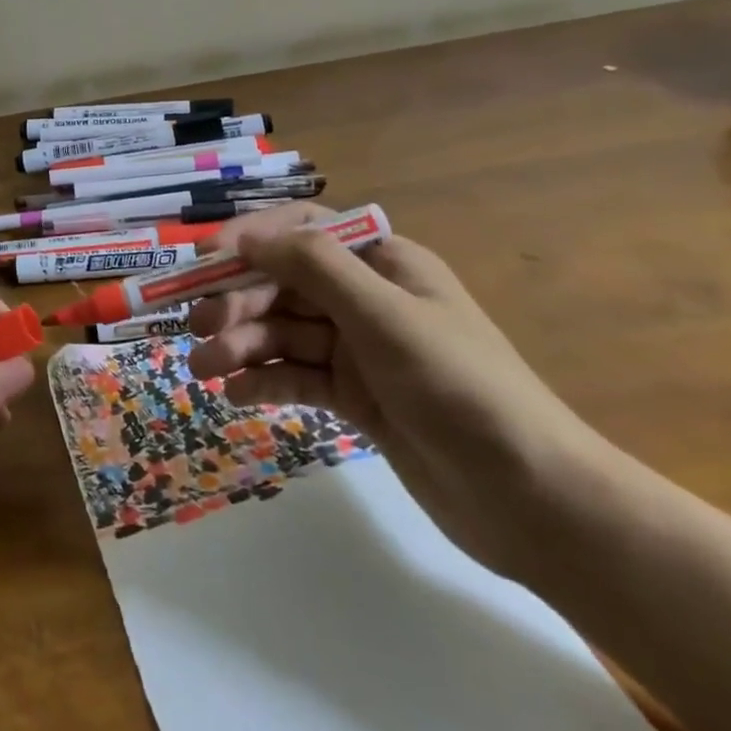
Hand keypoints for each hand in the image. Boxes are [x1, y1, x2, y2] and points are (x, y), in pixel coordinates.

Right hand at [187, 204, 608, 575]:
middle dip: (239, 303)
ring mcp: (360, 350)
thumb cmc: (460, 388)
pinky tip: (236, 394)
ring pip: (284, 333)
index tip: (204, 260)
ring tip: (204, 370)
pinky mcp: (355, 397)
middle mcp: (367, 299)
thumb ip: (314, 267)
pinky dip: (264, 380)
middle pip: (285, 284)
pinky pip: (297, 376)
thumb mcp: (384, 316)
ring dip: (242, 345)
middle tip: (197, 329)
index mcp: (383, 263)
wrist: (533, 500)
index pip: (304, 231)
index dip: (252, 239)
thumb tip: (245, 235)